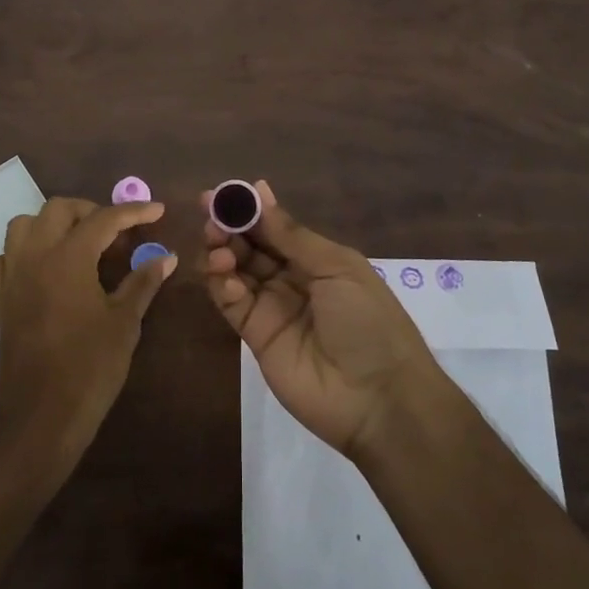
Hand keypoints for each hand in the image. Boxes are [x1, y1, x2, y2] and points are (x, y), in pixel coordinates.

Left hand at [0, 198, 175, 468]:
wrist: (43, 417)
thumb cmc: (91, 367)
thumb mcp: (125, 323)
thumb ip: (143, 281)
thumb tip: (167, 256)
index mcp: (69, 257)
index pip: (104, 219)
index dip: (134, 212)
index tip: (157, 211)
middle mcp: (34, 257)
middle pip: (58, 209)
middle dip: (90, 211)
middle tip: (115, 234)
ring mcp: (11, 278)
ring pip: (22, 226)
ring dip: (50, 226)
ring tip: (77, 245)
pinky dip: (15, 258)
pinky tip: (35, 272)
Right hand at [202, 181, 439, 456]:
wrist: (377, 397)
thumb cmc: (367, 320)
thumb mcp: (337, 268)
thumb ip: (292, 235)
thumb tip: (259, 191)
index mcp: (316, 259)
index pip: (274, 227)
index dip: (249, 210)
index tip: (222, 193)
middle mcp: (291, 279)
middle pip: (250, 246)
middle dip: (229, 227)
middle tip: (210, 215)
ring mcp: (272, 307)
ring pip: (235, 271)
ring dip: (222, 253)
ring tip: (218, 247)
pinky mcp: (255, 336)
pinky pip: (232, 303)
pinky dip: (222, 285)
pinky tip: (224, 276)